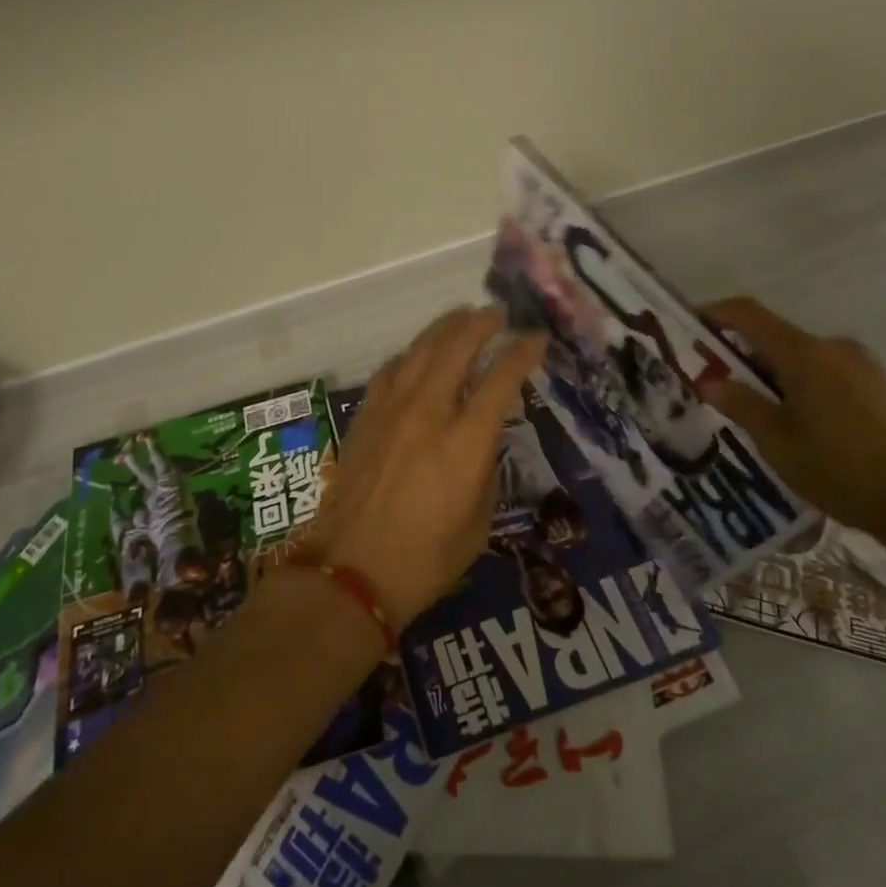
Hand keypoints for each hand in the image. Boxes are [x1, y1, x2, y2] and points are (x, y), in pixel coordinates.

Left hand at [310, 307, 547, 629]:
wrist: (348, 573)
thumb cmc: (423, 560)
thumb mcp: (478, 524)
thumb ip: (486, 471)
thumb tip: (484, 441)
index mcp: (464, 442)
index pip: (501, 380)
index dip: (522, 353)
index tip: (537, 339)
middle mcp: (428, 412)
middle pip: (457, 347)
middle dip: (481, 323)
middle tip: (497, 314)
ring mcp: (391, 410)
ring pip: (419, 350)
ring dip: (444, 328)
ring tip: (461, 316)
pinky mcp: (364, 417)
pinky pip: (389, 370)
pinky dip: (409, 354)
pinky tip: (416, 355)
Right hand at [698, 297, 885, 551]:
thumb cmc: (841, 470)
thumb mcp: (777, 441)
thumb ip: (740, 404)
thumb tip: (708, 380)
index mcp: (804, 353)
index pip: (749, 315)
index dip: (717, 313)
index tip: (691, 325)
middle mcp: (835, 348)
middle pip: (777, 337)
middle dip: (743, 354)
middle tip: (719, 384)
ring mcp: (864, 366)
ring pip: (804, 358)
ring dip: (775, 373)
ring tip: (760, 412)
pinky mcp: (883, 388)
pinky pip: (829, 373)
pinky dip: (804, 385)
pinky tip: (802, 424)